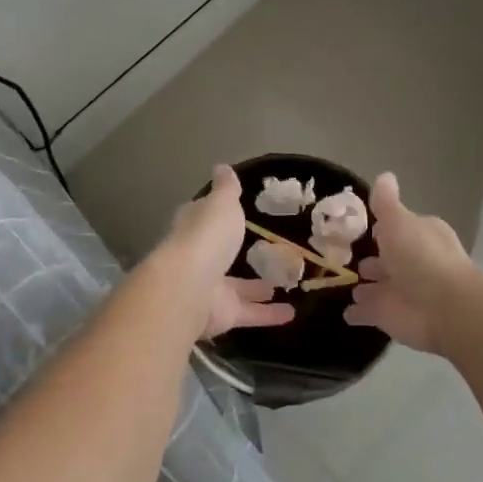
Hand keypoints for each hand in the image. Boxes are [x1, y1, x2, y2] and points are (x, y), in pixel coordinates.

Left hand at [154, 165, 296, 340]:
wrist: (190, 287)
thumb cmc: (206, 236)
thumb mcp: (221, 203)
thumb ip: (226, 189)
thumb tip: (221, 166)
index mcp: (194, 228)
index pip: (204, 217)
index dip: (216, 215)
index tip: (234, 212)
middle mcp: (199, 258)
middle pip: (219, 254)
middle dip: (235, 253)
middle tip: (266, 251)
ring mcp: (210, 288)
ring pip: (237, 287)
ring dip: (257, 288)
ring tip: (284, 283)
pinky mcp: (223, 314)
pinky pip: (250, 313)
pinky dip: (269, 314)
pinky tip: (292, 313)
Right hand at [342, 173, 479, 352]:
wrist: (443, 308)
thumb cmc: (421, 257)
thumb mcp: (399, 221)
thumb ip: (386, 203)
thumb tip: (385, 175)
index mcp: (419, 235)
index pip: (399, 228)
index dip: (382, 227)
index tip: (360, 226)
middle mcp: (412, 262)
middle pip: (389, 258)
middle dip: (372, 258)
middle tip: (344, 255)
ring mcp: (400, 291)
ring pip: (378, 286)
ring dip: (365, 286)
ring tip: (343, 282)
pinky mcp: (390, 316)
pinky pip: (368, 312)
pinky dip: (358, 312)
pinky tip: (345, 312)